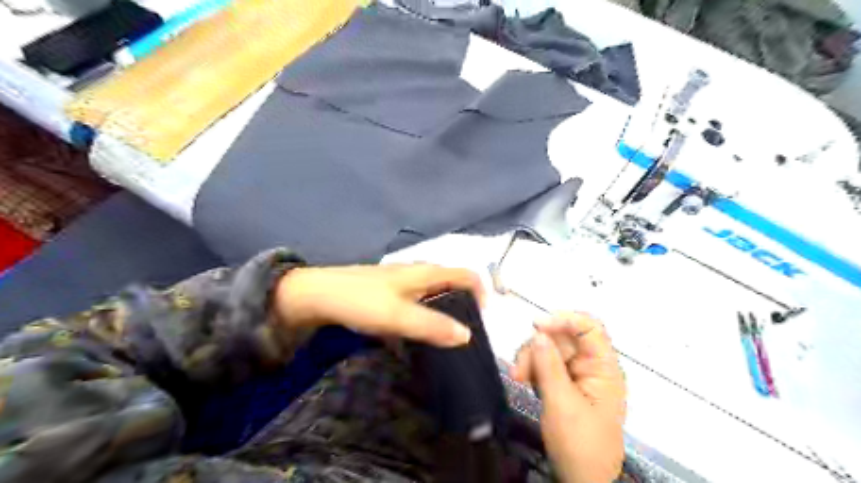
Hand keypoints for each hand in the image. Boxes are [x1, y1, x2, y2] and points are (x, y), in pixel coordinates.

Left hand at [274, 265, 483, 346]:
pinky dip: (423, 312)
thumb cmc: (362, 301)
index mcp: (425, 273)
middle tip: (464, 331)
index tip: (483, 319)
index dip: (482, 292)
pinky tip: (414, 331)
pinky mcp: (387, 290)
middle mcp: (417, 272)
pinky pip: (415, 299)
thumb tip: (468, 336)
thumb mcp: (400, 317)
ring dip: (444, 309)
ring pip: (432, 291)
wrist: (318, 294)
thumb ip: (433, 326)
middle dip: (464, 302)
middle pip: (451, 281)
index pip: (466, 274)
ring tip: (443, 334)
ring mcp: (401, 280)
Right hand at [510, 314, 626, 481]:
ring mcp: (577, 374)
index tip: (537, 326)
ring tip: (519, 378)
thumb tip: (539, 333)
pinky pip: (545, 363)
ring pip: (550, 349)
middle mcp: (591, 366)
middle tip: (520, 370)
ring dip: (531, 359)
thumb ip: (549, 366)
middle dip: (538, 348)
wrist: (581, 479)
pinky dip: (532, 368)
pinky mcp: (564, 383)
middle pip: (563, 337)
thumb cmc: (579, 444)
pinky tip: (525, 381)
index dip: (564, 319)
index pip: (589, 327)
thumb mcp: (561, 403)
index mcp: (603, 368)